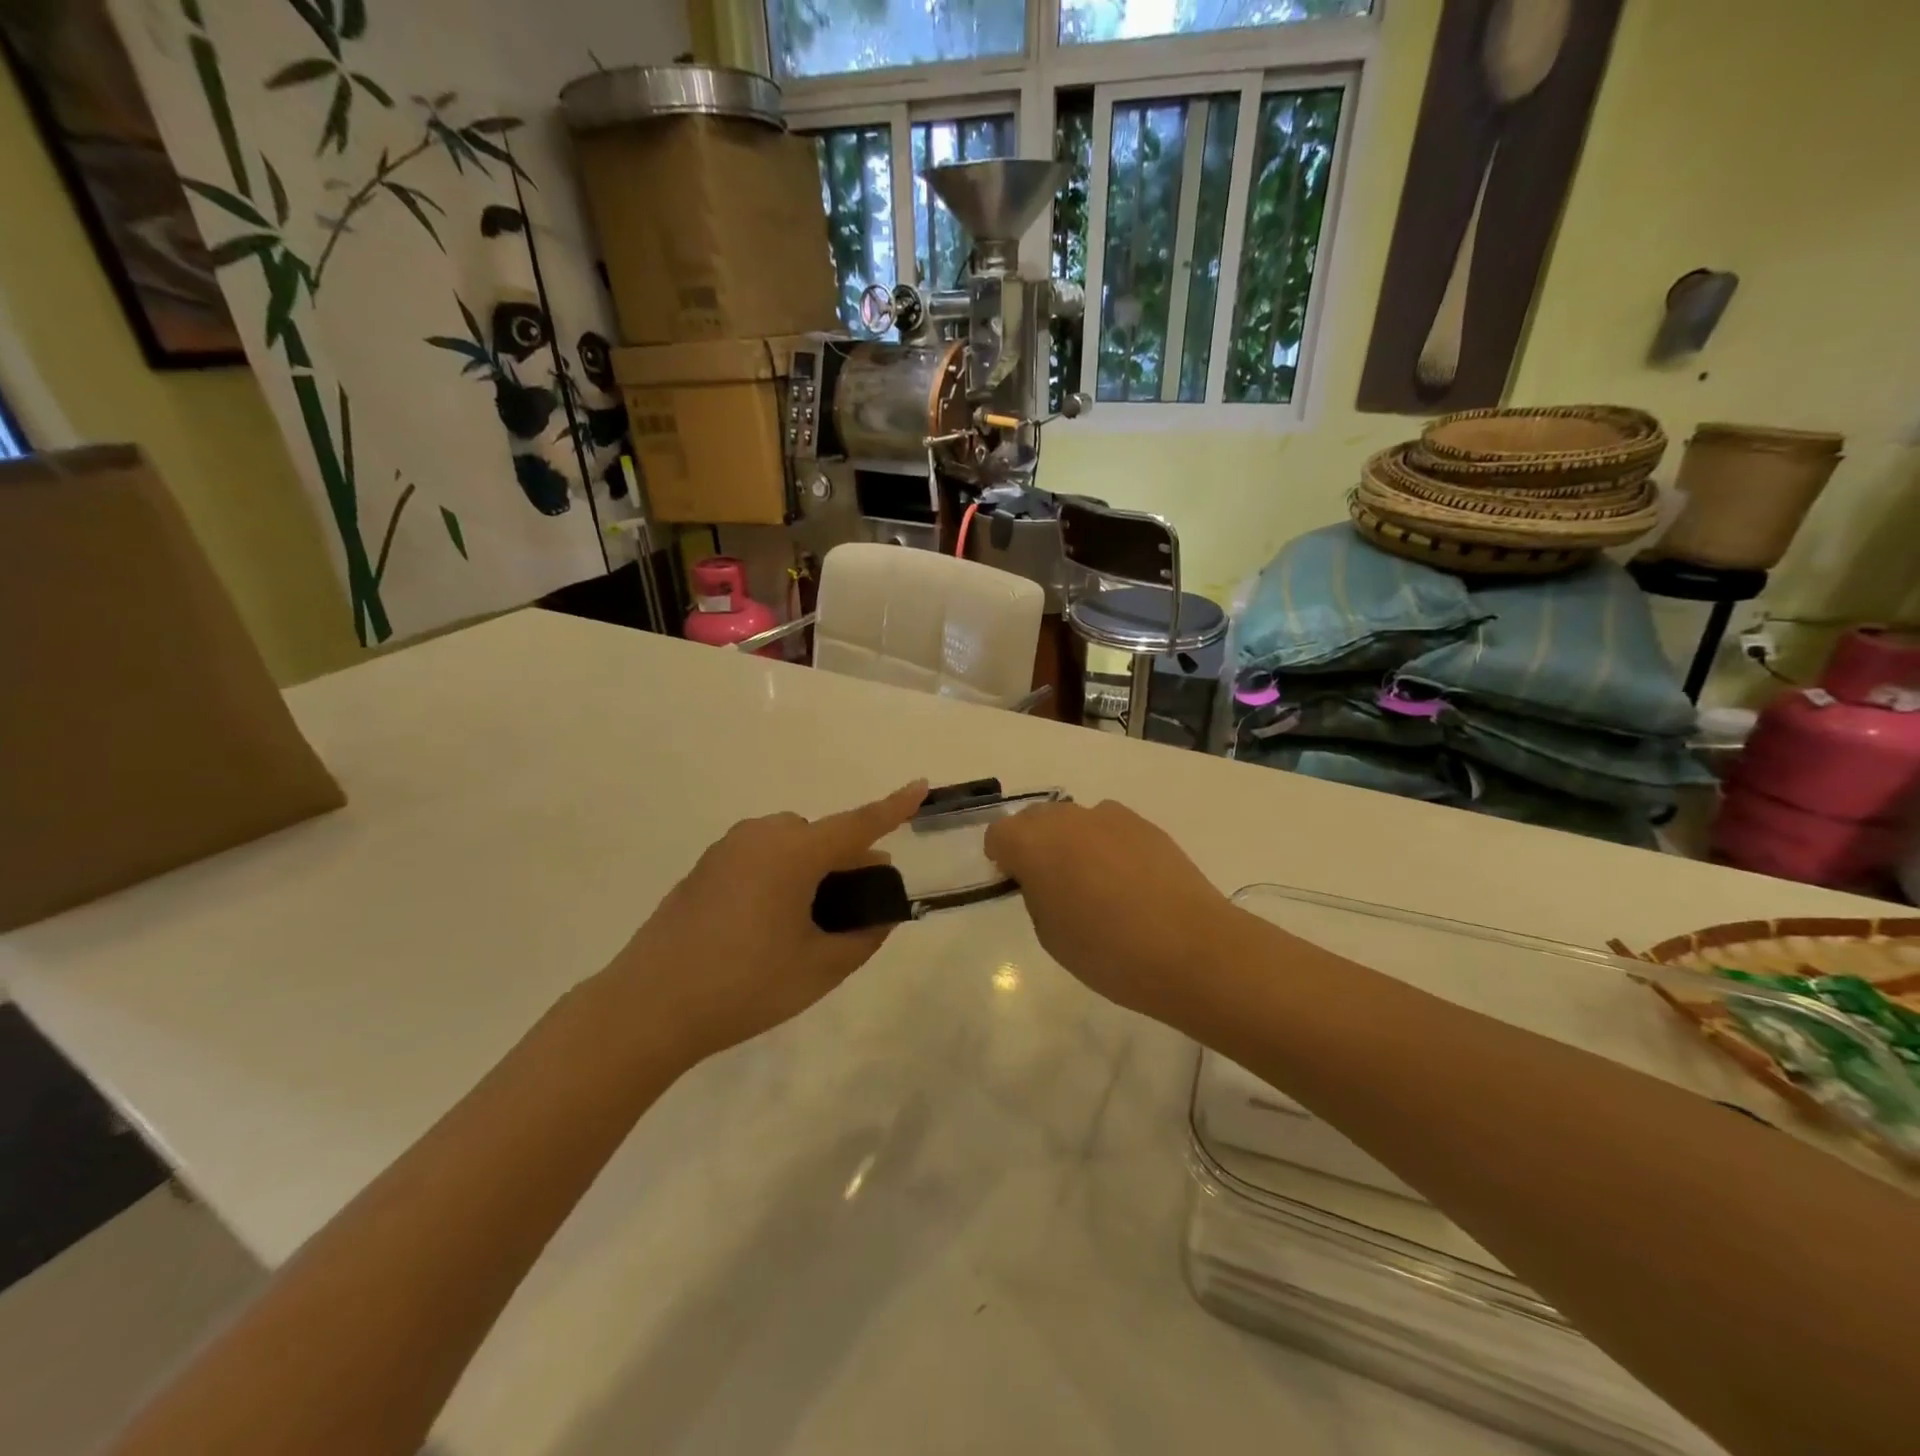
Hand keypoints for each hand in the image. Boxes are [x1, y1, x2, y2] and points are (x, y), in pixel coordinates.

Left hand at [606, 781, 927, 1062]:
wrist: (647, 1008)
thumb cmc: (744, 985)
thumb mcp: (819, 968)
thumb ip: (863, 936)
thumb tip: (881, 914)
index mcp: (793, 854)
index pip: (858, 824)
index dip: (894, 807)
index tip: (921, 785)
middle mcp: (760, 838)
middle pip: (821, 836)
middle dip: (848, 859)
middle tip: (859, 904)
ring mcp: (726, 851)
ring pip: (789, 844)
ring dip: (812, 867)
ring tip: (811, 920)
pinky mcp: (704, 869)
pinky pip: (759, 856)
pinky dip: (781, 873)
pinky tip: (769, 923)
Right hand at [984, 799, 1233, 1024]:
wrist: (1190, 949)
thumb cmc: (1108, 952)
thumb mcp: (1050, 934)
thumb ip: (1037, 894)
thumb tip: (1045, 877)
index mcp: (1033, 844)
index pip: (998, 834)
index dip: (1001, 857)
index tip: (1013, 881)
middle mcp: (1067, 819)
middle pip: (1035, 818)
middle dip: (1034, 843)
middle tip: (1050, 882)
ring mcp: (1109, 817)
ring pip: (1074, 820)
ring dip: (1071, 841)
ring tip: (1094, 881)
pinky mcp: (1145, 824)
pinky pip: (1110, 827)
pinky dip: (1106, 844)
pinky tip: (1127, 880)